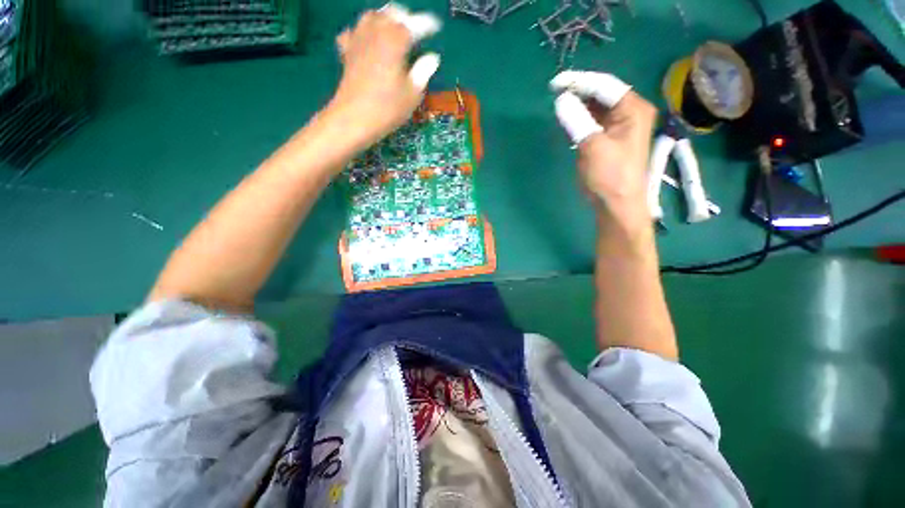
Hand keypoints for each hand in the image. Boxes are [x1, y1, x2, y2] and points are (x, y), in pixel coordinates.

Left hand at [330, 3, 440, 149]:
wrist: (354, 118)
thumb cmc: (388, 109)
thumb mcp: (412, 94)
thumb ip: (423, 72)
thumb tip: (432, 58)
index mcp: (395, 41)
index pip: (414, 24)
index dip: (426, 24)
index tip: (435, 26)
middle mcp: (376, 33)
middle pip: (390, 13)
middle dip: (404, 17)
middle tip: (414, 28)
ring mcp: (358, 40)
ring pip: (371, 17)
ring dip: (384, 19)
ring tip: (393, 30)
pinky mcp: (347, 52)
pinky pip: (354, 32)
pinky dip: (363, 32)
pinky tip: (368, 42)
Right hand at [551, 71, 656, 226]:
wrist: (617, 204)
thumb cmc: (610, 176)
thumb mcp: (592, 147)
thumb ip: (577, 120)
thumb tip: (561, 99)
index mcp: (633, 109)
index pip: (604, 85)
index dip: (579, 81)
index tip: (555, 83)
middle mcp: (629, 112)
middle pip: (601, 93)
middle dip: (578, 91)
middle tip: (555, 93)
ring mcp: (620, 125)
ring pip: (596, 107)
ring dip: (578, 105)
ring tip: (559, 105)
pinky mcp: (610, 138)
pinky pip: (594, 121)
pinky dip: (580, 119)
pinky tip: (569, 120)